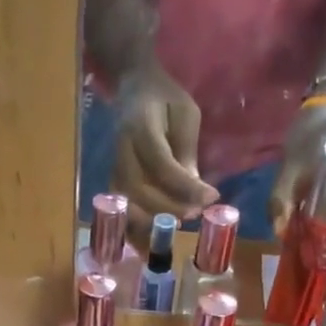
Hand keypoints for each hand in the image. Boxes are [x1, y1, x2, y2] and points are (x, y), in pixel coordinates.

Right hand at [110, 62, 219, 239]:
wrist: (134, 88)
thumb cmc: (165, 99)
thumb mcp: (185, 114)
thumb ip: (187, 151)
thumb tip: (196, 192)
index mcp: (140, 127)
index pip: (162, 165)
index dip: (186, 186)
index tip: (211, 198)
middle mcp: (122, 151)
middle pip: (140, 191)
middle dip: (170, 208)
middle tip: (196, 215)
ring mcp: (114, 169)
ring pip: (128, 206)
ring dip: (153, 223)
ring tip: (179, 225)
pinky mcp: (114, 183)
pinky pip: (123, 212)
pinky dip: (138, 229)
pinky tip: (156, 237)